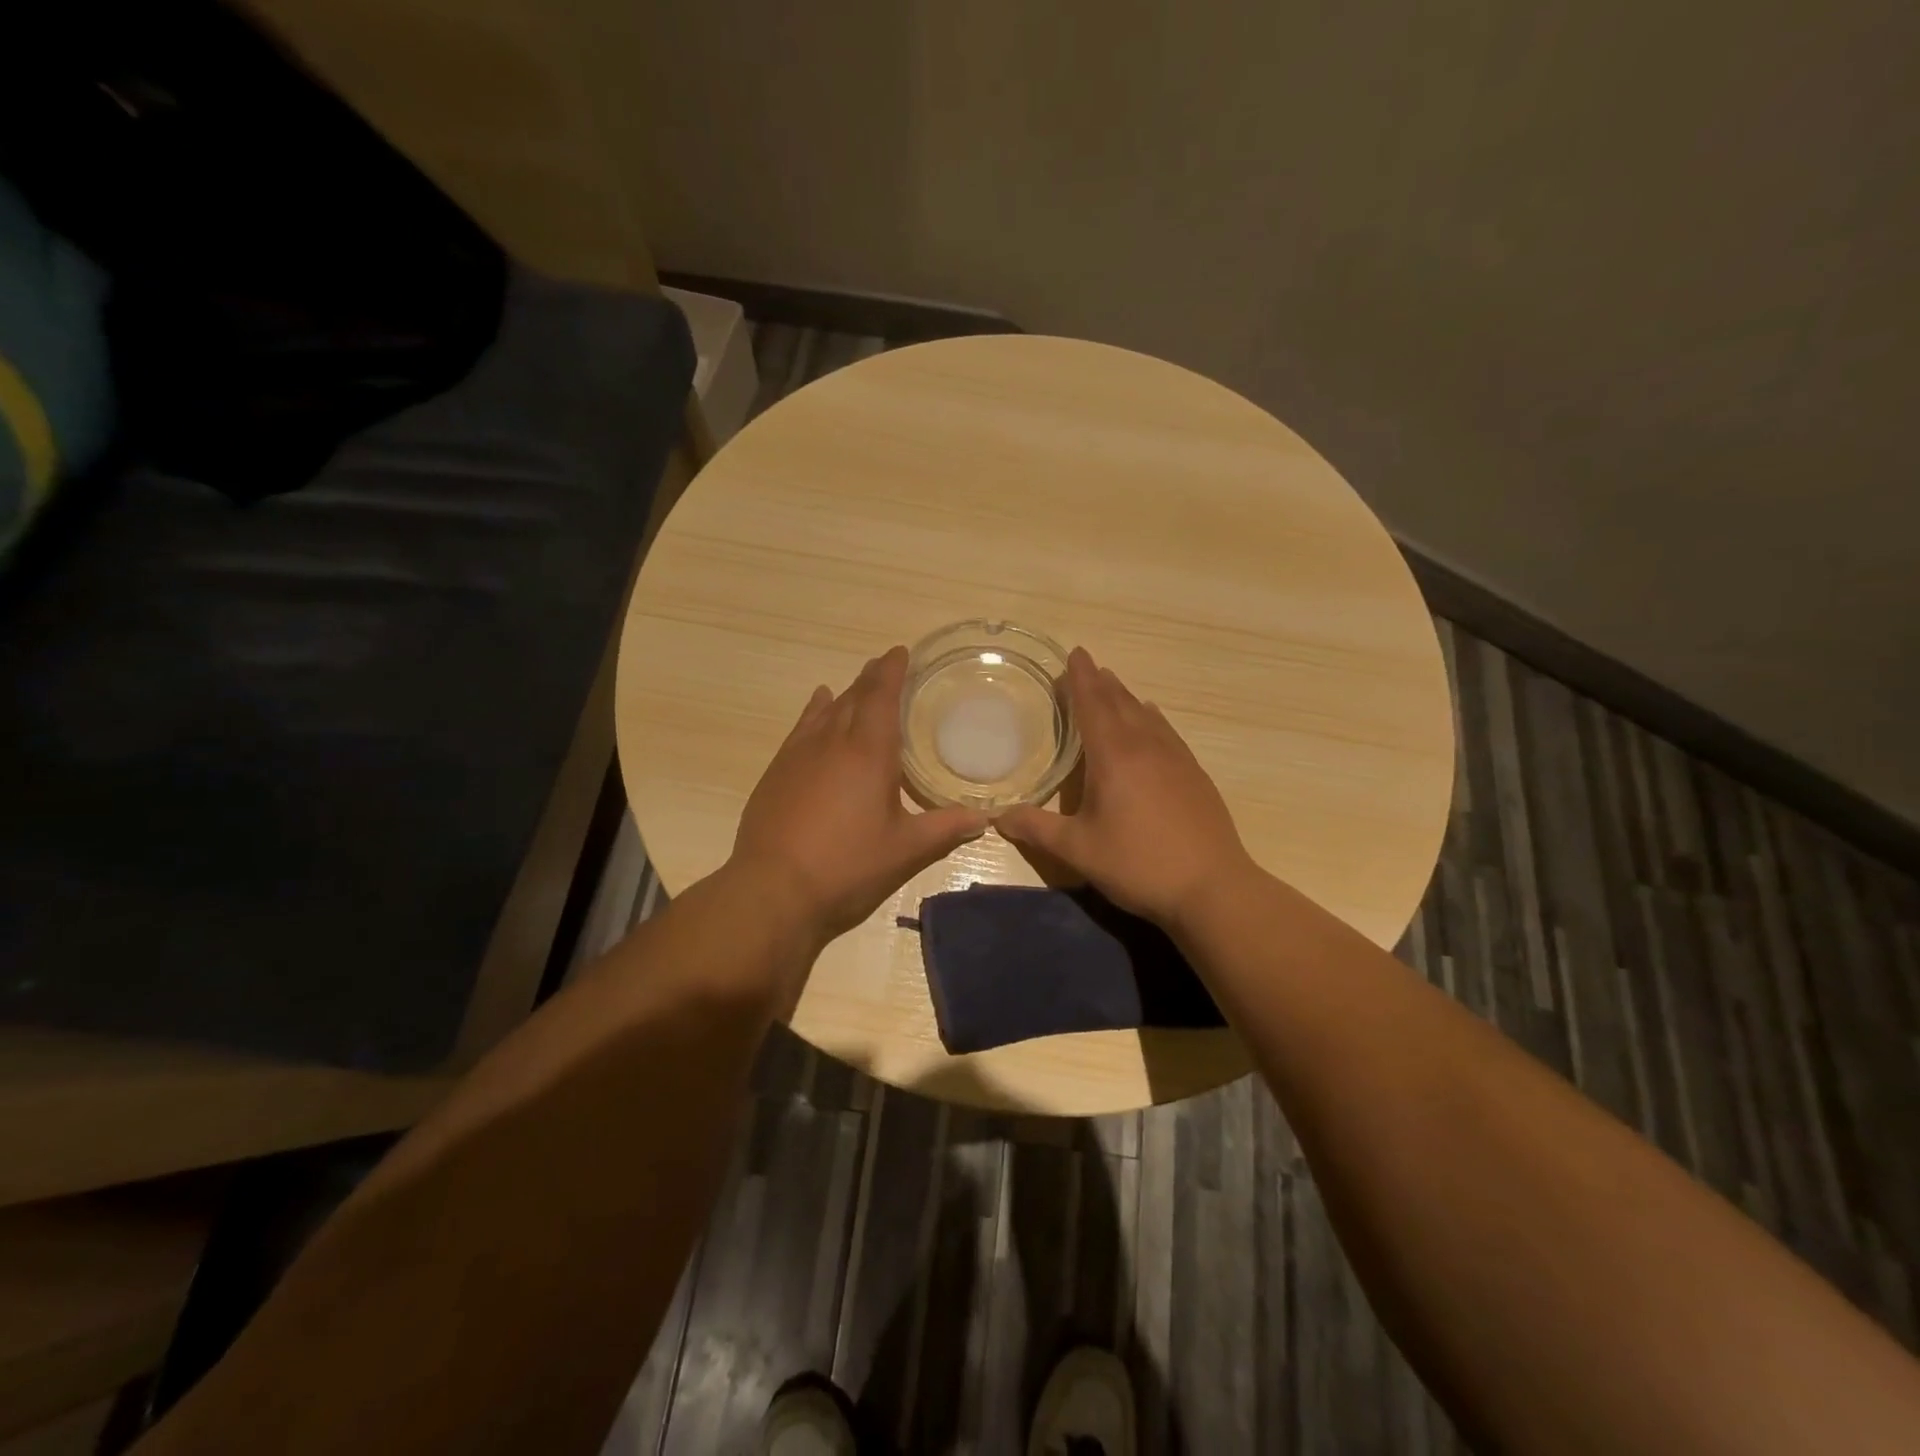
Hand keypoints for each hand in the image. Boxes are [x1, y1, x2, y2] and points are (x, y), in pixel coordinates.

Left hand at [730, 647, 987, 949]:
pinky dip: (814, 711)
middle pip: (854, 697)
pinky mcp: (777, 771)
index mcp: (869, 753)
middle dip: (871, 678)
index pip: (882, 697)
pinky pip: (801, 728)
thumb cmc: (847, 866)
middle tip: (886, 664)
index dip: (892, 671)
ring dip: (845, 693)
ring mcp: (799, 754)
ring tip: (857, 684)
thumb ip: (944, 829)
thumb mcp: (904, 850)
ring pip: (826, 710)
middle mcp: (832, 742)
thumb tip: (983, 819)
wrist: (773, 889)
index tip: (900, 652)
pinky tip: (817, 706)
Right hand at [996, 648, 1253, 929]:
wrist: (1212, 887)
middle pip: (1120, 703)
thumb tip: (997, 817)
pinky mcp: (1195, 775)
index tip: (1074, 653)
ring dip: (1126, 697)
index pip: (1093, 704)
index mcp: (1114, 756)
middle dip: (1100, 682)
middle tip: (1086, 666)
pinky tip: (1152, 720)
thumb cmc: (1138, 864)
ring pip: (1146, 715)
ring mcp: (1176, 759)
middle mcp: (1146, 747)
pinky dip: (1151, 718)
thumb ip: (1036, 829)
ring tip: (1113, 686)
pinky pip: (1166, 732)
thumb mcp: (1078, 850)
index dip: (1080, 678)